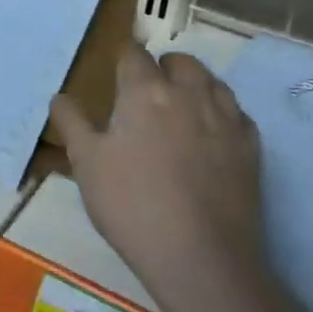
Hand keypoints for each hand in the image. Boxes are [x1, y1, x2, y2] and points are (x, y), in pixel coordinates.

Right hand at [49, 45, 265, 311]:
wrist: (200, 256)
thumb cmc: (131, 204)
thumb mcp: (86, 163)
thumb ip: (72, 122)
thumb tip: (60, 96)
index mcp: (145, 92)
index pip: (134, 55)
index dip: (123, 58)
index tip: (115, 71)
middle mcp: (189, 94)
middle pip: (180, 61)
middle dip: (161, 67)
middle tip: (144, 93)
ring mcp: (226, 119)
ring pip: (212, 81)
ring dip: (193, 84)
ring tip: (177, 108)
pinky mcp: (251, 147)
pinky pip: (236, 112)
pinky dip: (220, 112)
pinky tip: (208, 134)